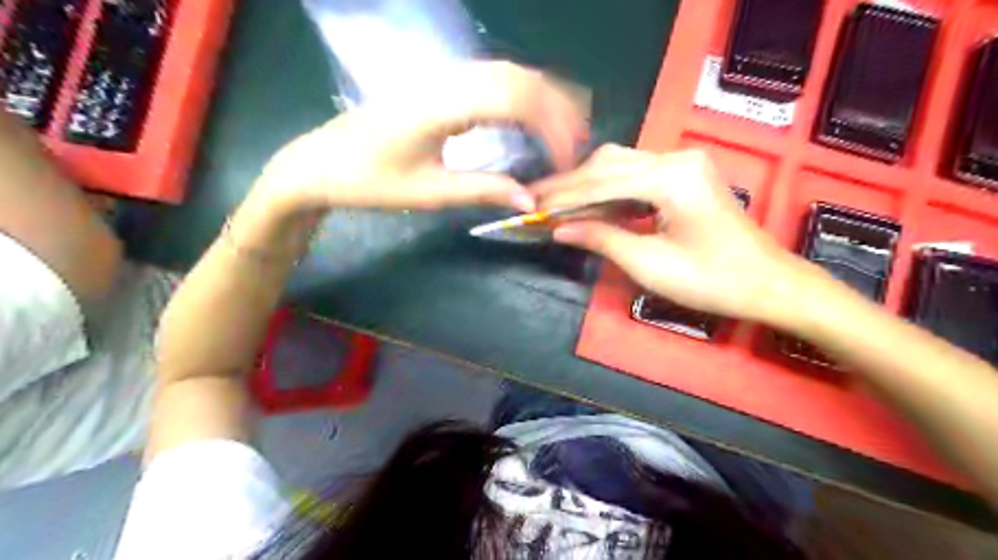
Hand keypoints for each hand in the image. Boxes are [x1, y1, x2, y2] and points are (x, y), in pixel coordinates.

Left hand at [254, 61, 586, 213]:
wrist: (318, 163)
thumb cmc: (368, 181)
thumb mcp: (428, 192)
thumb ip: (482, 191)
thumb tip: (530, 200)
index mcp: (442, 106)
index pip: (515, 100)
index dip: (552, 126)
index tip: (567, 161)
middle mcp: (446, 82)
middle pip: (517, 77)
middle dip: (557, 108)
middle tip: (577, 145)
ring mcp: (440, 79)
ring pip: (505, 72)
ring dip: (541, 98)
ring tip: (563, 131)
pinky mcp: (437, 86)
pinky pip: (489, 78)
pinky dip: (520, 95)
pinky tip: (529, 117)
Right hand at [535, 147, 821, 325]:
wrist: (767, 282)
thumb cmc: (711, 281)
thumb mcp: (649, 265)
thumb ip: (601, 239)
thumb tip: (559, 228)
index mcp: (670, 179)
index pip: (602, 182)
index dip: (563, 196)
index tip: (531, 204)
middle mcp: (676, 158)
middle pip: (609, 164)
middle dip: (571, 186)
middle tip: (538, 202)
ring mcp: (684, 162)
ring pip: (621, 164)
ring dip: (588, 185)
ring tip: (558, 206)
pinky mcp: (686, 173)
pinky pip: (637, 174)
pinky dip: (611, 189)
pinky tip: (592, 206)